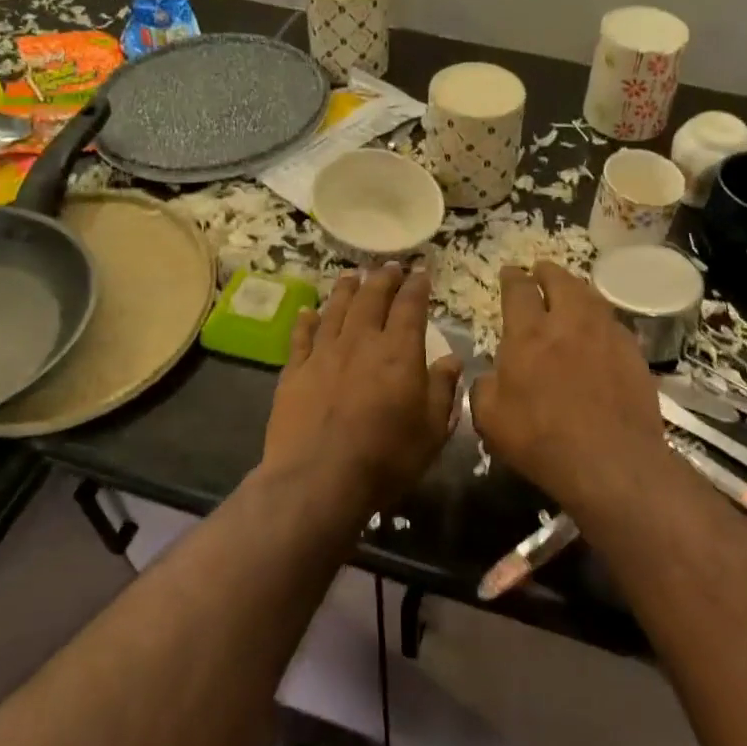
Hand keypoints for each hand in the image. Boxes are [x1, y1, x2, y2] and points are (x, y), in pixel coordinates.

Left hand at [261, 263, 463, 510]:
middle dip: (383, 278)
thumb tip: (451, 359)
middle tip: (390, 266)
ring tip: (353, 275)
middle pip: (372, 299)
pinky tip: (308, 311)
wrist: (319, 479)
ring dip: (347, 289)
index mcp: (399, 352)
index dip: (417, 286)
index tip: (422, 271)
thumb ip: (443, 390)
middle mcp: (361, 342)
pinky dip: (306, 321)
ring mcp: (324, 354)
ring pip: (336, 310)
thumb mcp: (432, 430)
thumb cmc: (386, 458)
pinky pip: (301, 337)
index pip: (410, 307)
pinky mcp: (295, 372)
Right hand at [471, 261, 674, 510]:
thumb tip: (490, 377)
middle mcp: (568, 323)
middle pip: (560, 282)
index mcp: (528, 334)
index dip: (512, 277)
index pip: (518, 291)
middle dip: (547, 272)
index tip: (510, 271)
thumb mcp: (490, 420)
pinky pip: (614, 324)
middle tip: (541, 270)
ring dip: (577, 289)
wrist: (611, 460)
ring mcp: (606, 336)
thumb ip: (484, 389)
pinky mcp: (633, 354)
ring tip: (571, 291)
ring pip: (591, 298)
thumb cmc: (541, 440)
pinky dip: (601, 319)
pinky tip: (600, 330)